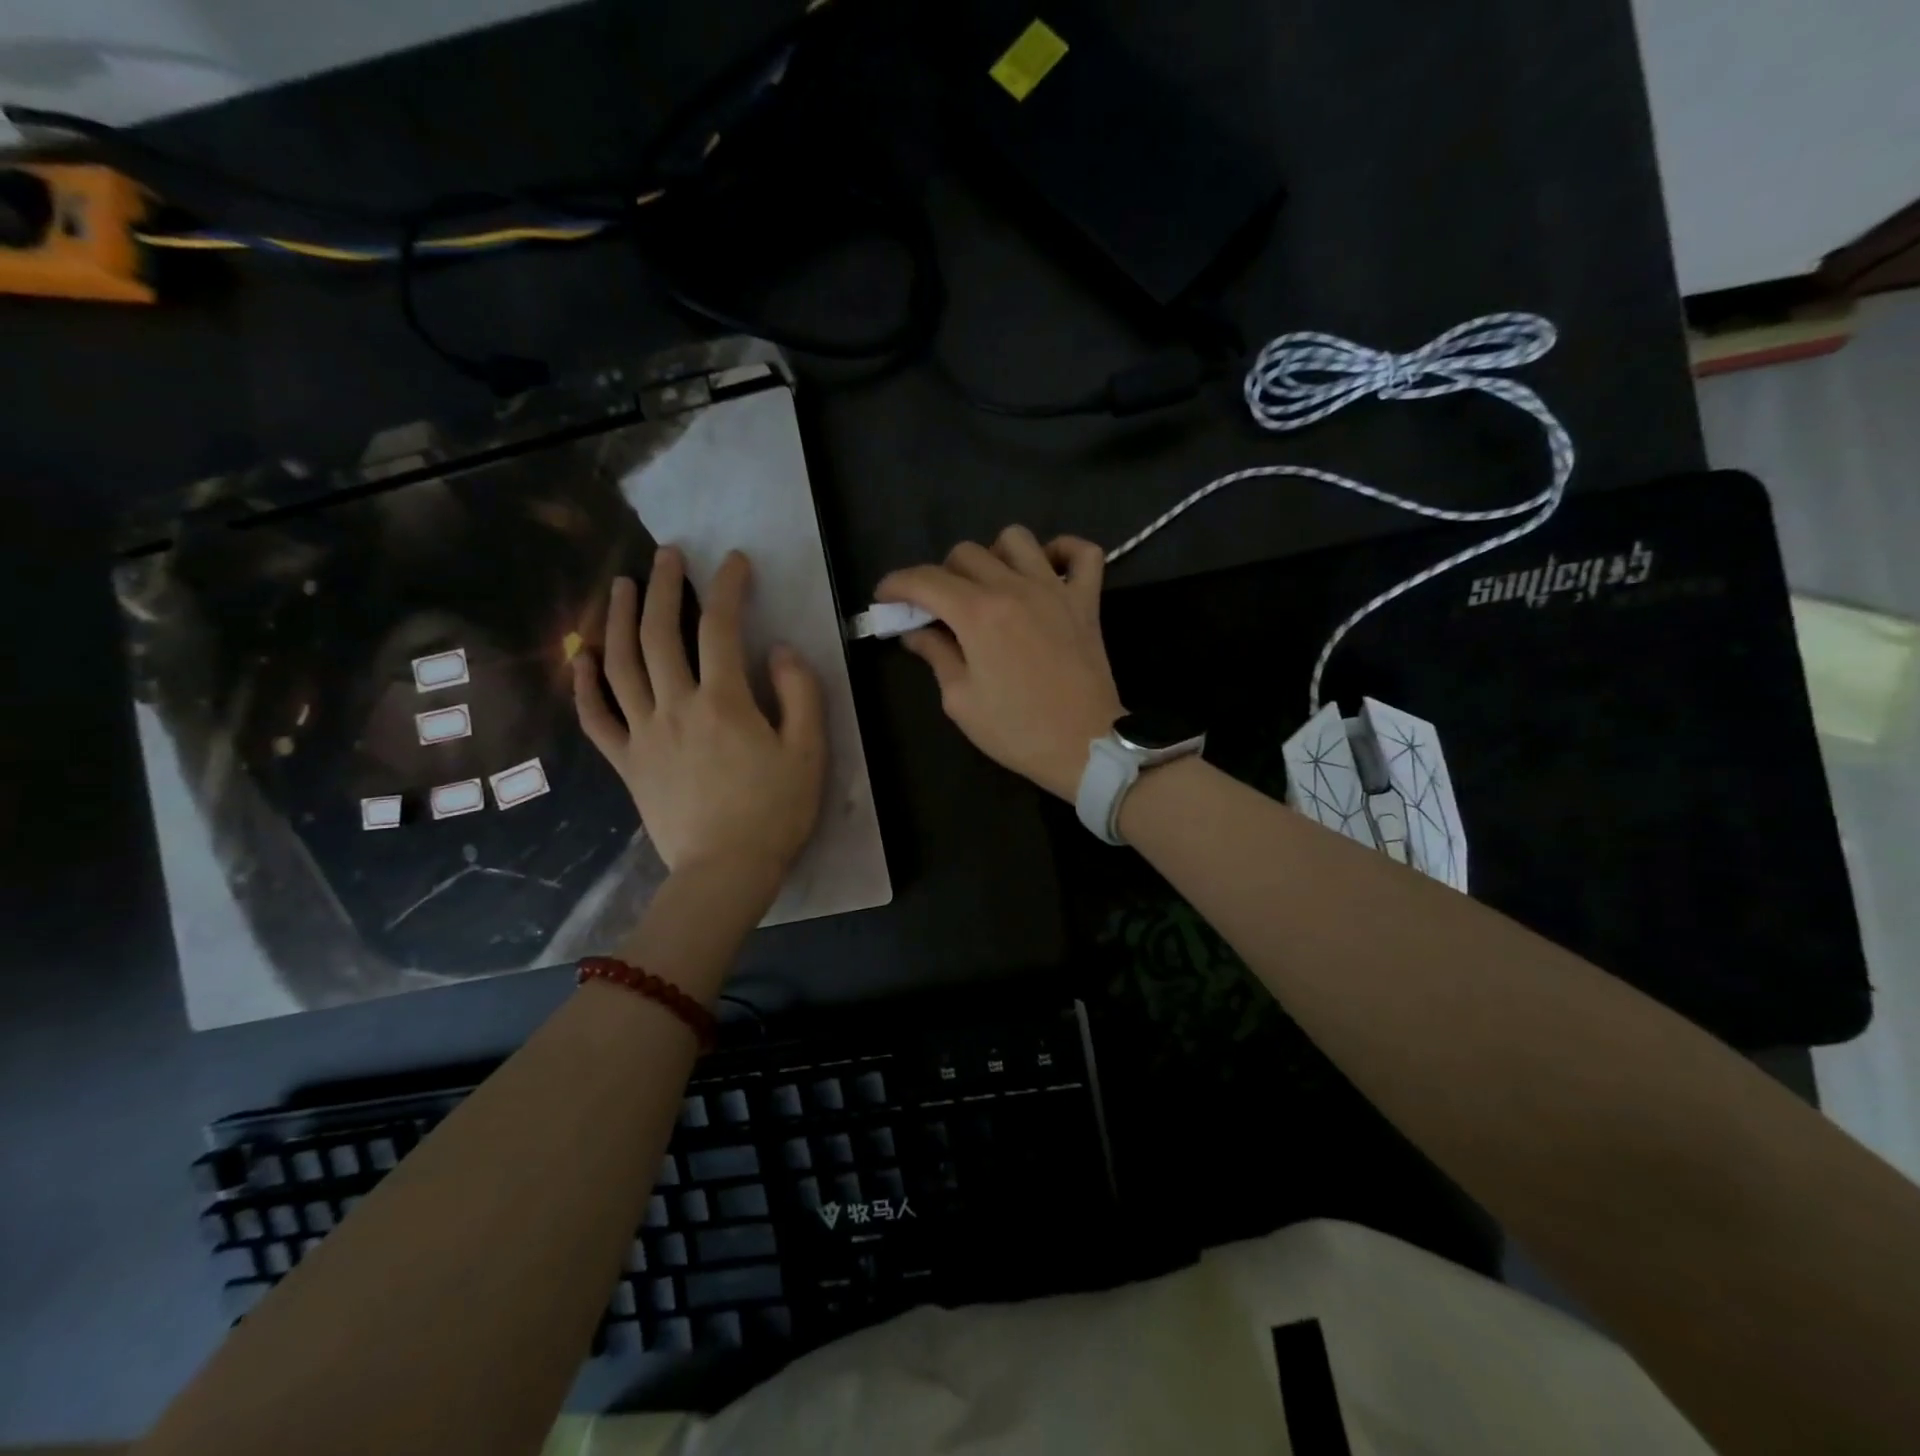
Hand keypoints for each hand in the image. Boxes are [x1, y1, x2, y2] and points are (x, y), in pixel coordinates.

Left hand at [574, 548, 825, 890]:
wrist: (726, 871)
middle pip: (659, 634)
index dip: (727, 587)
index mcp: (723, 702)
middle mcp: (675, 706)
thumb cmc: (775, 812)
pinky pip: (596, 717)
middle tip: (667, 555)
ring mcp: (643, 734)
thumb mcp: (809, 751)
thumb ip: (800, 693)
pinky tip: (581, 656)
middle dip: (663, 587)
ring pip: (619, 665)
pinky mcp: (627, 762)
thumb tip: (778, 650)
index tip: (734, 561)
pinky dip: (585, 684)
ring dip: (616, 619)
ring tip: (619, 586)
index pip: (720, 627)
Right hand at [876, 526, 1122, 800]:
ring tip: (989, 586)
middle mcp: (1014, 588)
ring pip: (1016, 539)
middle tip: (938, 608)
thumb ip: (936, 656)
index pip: (925, 580)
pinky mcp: (1086, 601)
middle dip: (940, 575)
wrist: (1085, 747)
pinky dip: (1062, 551)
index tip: (885, 598)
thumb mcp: (961, 700)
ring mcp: (1055, 590)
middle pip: (965, 553)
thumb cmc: (1017, 731)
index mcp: (978, 614)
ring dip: (993, 555)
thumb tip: (915, 632)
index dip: (897, 584)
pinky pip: (1082, 553)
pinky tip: (1046, 571)